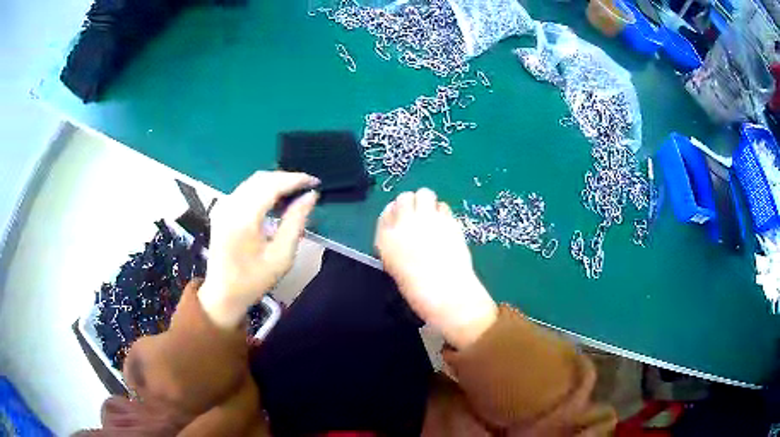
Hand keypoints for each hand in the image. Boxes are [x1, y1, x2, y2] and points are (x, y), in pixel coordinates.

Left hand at [199, 171, 319, 329]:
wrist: (223, 294)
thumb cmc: (254, 280)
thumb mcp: (281, 256)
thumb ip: (295, 222)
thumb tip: (310, 197)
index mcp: (244, 218)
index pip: (272, 185)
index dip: (295, 179)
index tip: (315, 182)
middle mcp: (230, 205)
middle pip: (262, 178)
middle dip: (286, 178)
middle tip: (307, 188)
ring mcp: (223, 206)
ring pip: (253, 181)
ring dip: (275, 183)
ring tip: (295, 193)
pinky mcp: (221, 210)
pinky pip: (245, 189)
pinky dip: (263, 189)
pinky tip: (275, 200)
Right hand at [375, 188, 496, 348]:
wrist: (445, 293)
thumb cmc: (417, 289)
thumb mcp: (395, 266)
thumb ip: (397, 245)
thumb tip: (405, 233)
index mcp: (385, 238)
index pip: (386, 211)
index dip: (396, 213)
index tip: (403, 220)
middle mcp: (403, 223)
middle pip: (404, 197)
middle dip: (411, 204)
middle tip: (420, 217)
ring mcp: (427, 219)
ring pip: (424, 193)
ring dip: (427, 202)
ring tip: (433, 217)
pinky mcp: (448, 220)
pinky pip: (443, 206)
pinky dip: (443, 212)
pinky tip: (446, 226)